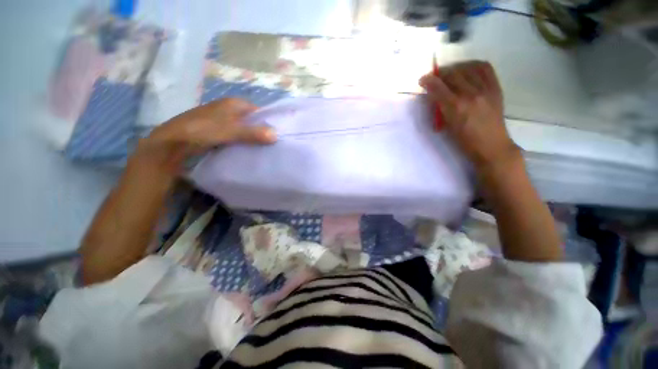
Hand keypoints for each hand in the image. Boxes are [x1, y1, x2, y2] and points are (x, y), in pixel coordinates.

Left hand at [132, 98, 276, 174]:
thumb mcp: (229, 131)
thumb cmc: (201, 130)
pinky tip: (250, 150)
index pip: (259, 111)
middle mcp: (230, 110)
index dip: (269, 121)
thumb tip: (276, 135)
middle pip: (253, 120)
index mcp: (234, 103)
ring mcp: (224, 121)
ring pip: (245, 128)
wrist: (172, 142)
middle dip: (262, 131)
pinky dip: (244, 142)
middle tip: (273, 144)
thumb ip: (252, 133)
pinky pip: (238, 136)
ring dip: (254, 138)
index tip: (278, 135)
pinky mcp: (219, 131)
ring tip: (265, 149)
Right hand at [419, 61, 519, 170]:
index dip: (428, 80)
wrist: (492, 145)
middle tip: (435, 77)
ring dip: (455, 68)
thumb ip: (441, 108)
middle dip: (440, 73)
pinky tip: (467, 69)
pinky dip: (473, 65)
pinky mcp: (496, 87)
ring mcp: (485, 89)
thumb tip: (434, 95)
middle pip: (452, 74)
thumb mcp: (447, 126)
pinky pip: (485, 68)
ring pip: (468, 68)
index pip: (438, 87)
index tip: (422, 79)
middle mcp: (471, 94)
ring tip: (450, 72)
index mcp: (456, 107)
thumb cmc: (465, 141)